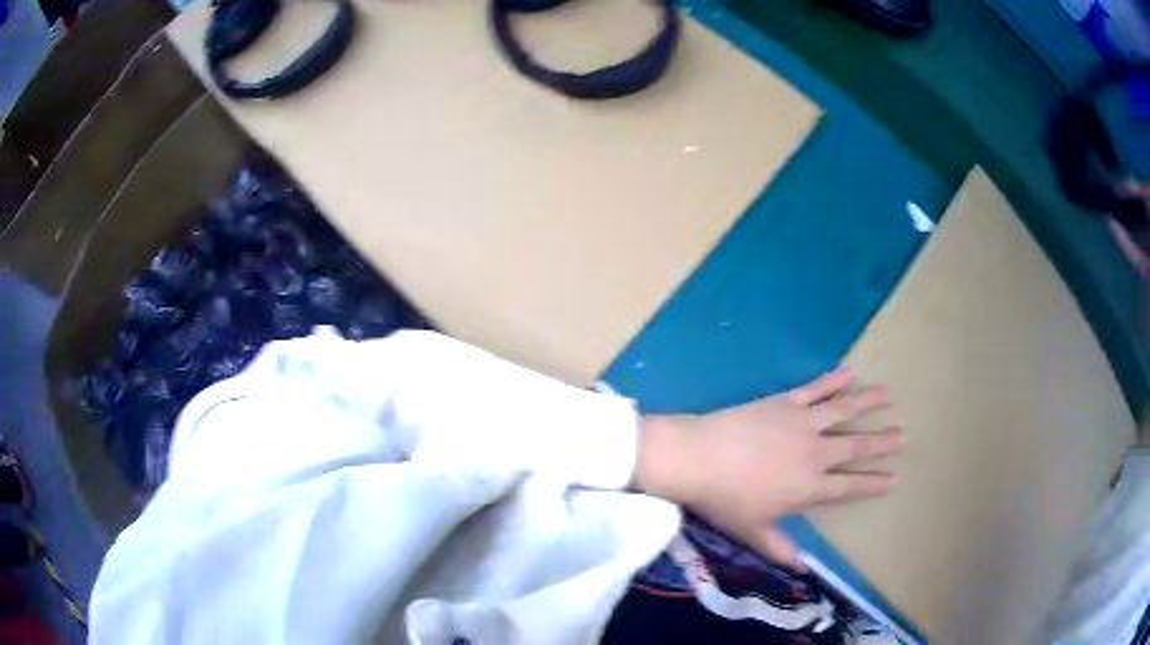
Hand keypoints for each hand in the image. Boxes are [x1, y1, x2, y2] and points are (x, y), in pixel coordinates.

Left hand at [634, 367, 901, 569]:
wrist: (698, 458)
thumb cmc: (725, 500)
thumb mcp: (753, 532)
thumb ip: (780, 549)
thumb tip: (802, 569)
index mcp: (810, 487)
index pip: (850, 485)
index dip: (874, 482)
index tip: (895, 478)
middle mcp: (815, 453)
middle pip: (856, 445)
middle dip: (881, 441)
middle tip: (901, 434)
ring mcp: (802, 423)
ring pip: (844, 410)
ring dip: (867, 402)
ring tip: (887, 395)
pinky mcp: (785, 401)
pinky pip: (816, 389)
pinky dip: (834, 380)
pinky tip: (850, 371)